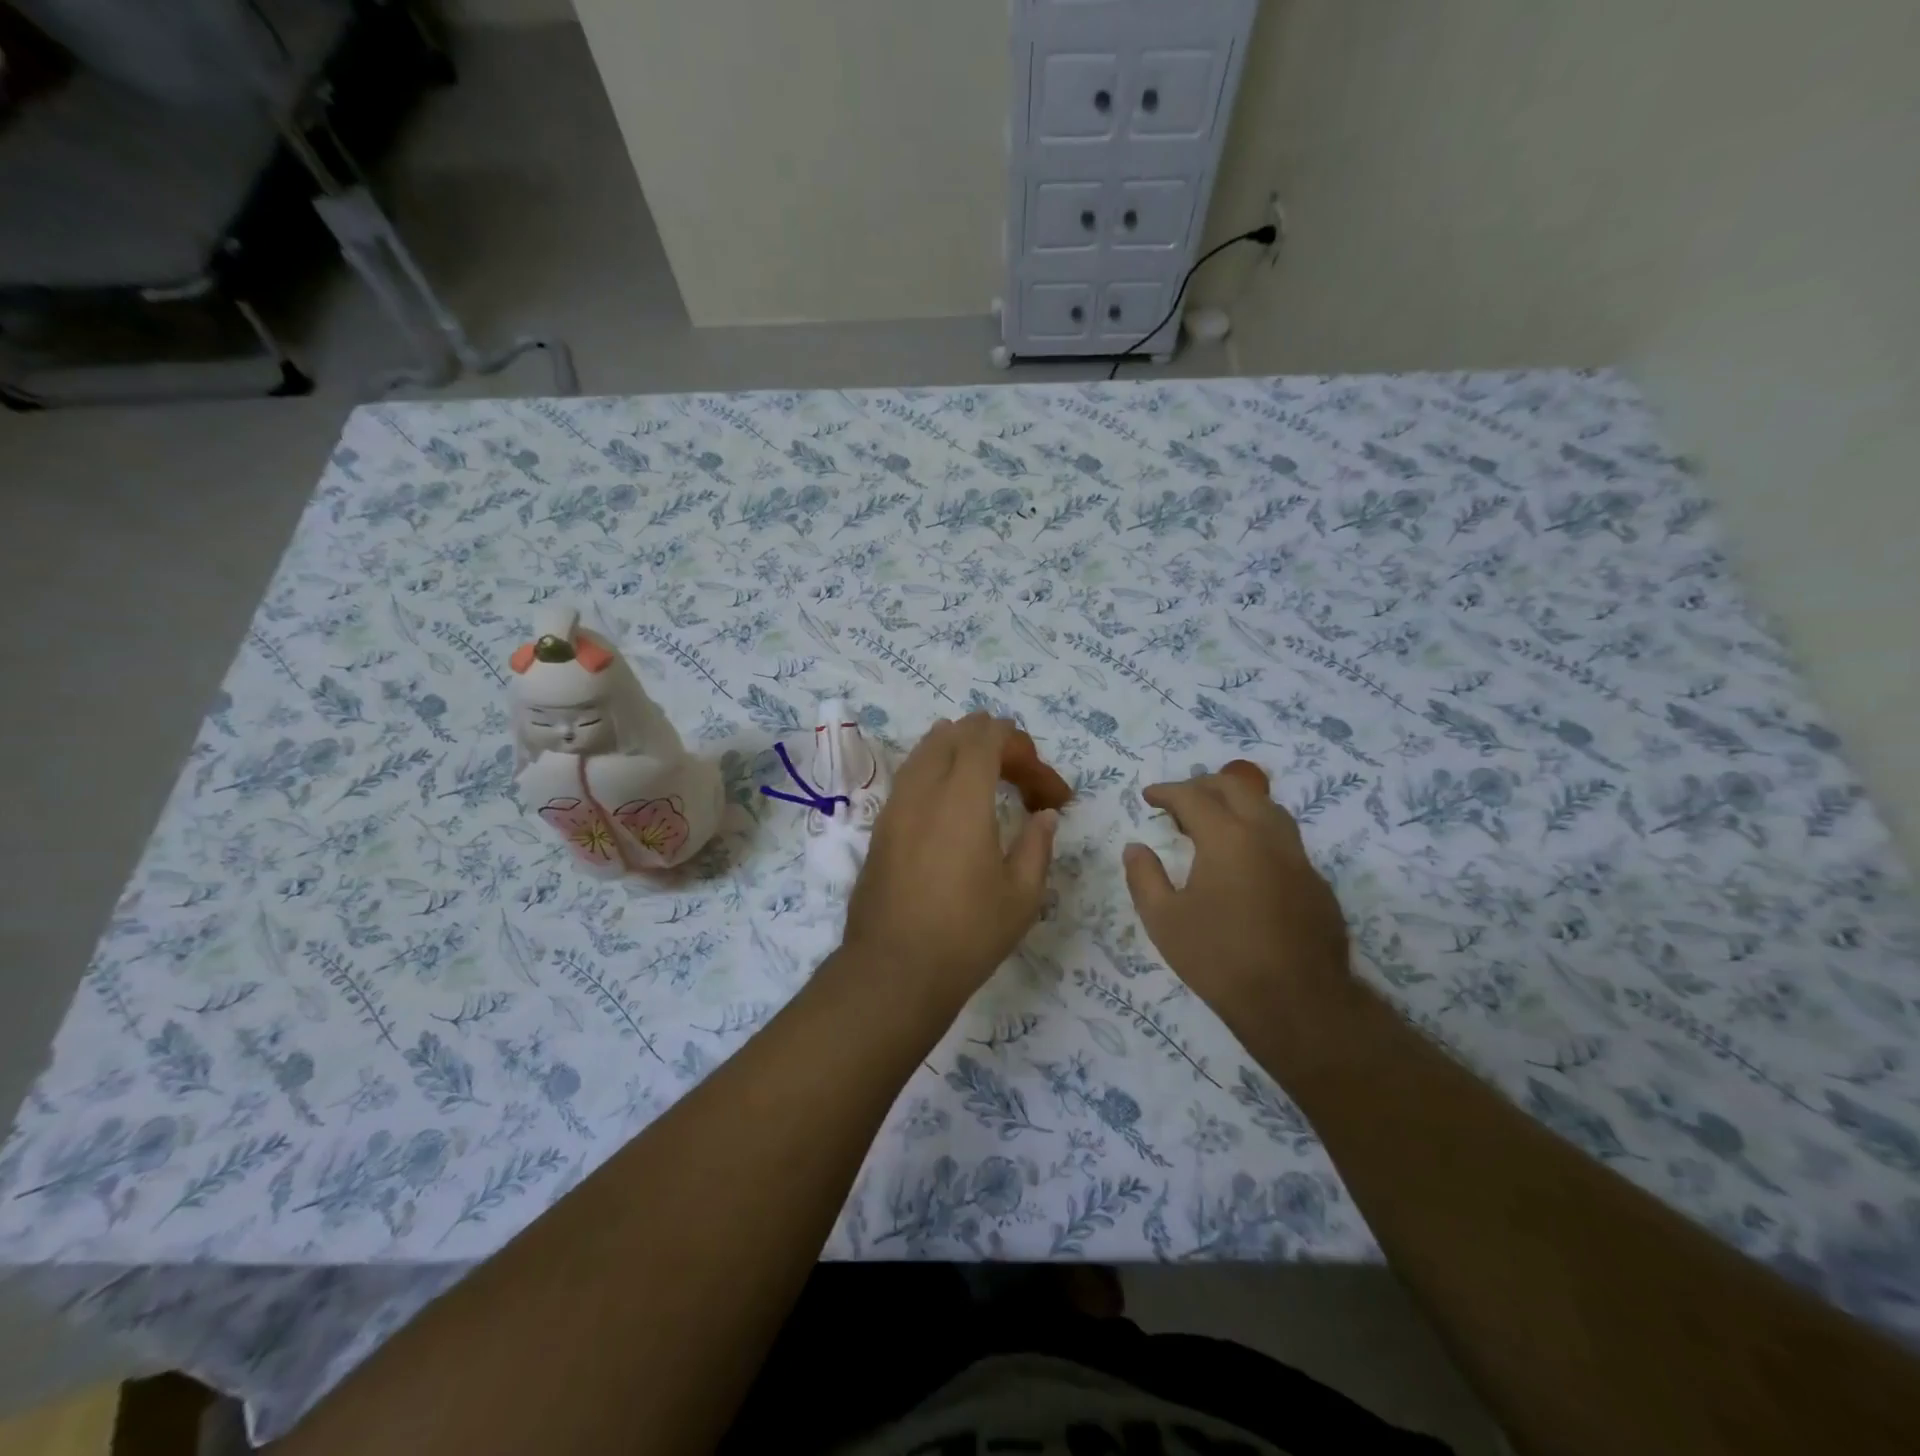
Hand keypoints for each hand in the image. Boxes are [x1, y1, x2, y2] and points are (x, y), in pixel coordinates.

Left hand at [839, 715, 1058, 1018]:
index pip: (988, 735)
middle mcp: (923, 789)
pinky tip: (955, 809)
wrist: (893, 971)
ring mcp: (895, 805)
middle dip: (995, 743)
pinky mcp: (881, 826)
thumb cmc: (966, 935)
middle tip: (1022, 782)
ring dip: (963, 753)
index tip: (1045, 790)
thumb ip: (1038, 844)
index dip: (1022, 748)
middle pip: (956, 733)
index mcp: (962, 797)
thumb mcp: (1021, 895)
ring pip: (927, 749)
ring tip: (991, 785)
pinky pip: (911, 776)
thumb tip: (1044, 815)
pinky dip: (938, 773)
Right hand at [1123, 768, 1353, 1057]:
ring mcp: (1298, 857)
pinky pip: (1284, 840)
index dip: (1166, 791)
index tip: (1149, 796)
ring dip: (1236, 803)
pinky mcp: (1316, 882)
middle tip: (1179, 801)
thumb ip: (1144, 877)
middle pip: (1236, 788)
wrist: (1297, 1003)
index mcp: (1227, 838)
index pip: (1192, 796)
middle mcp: (1266, 835)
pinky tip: (1245, 861)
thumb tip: (1135, 848)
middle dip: (1203, 785)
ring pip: (1267, 808)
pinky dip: (1258, 833)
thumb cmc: (1220, 959)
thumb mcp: (1164, 920)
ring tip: (1213, 822)